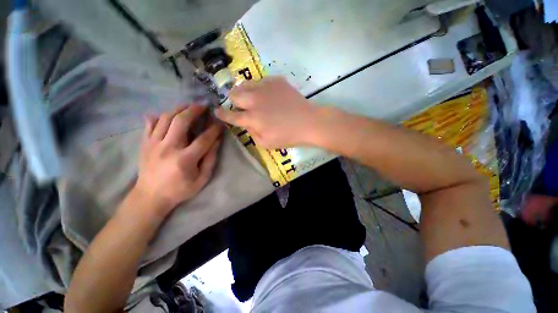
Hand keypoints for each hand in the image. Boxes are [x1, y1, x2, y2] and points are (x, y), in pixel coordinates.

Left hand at [134, 105, 222, 215]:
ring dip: (178, 109)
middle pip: (181, 121)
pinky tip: (166, 114)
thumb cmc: (180, 189)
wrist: (150, 196)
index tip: (220, 122)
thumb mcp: (202, 178)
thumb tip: (217, 141)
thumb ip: (210, 159)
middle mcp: (168, 148)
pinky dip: (159, 116)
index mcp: (185, 159)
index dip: (214, 129)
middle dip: (194, 110)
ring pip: (165, 118)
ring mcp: (153, 144)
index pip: (204, 139)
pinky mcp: (145, 144)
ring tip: (188, 106)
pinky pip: (150, 124)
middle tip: (202, 106)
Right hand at [216, 77, 320, 147]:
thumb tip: (246, 123)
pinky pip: (261, 80)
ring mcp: (265, 88)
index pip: (230, 114)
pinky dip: (261, 88)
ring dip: (245, 92)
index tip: (217, 111)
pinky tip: (268, 94)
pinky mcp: (276, 81)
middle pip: (234, 94)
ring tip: (252, 97)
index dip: (221, 113)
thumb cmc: (288, 136)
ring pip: (245, 84)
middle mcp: (255, 100)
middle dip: (234, 100)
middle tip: (241, 106)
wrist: (308, 122)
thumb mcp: (266, 143)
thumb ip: (251, 133)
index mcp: (252, 118)